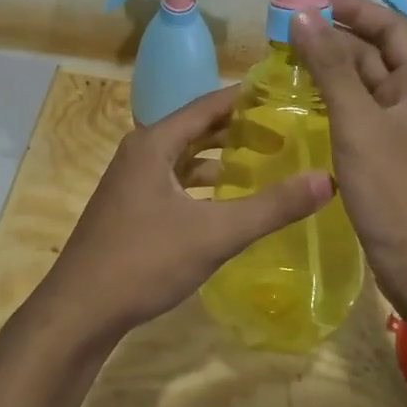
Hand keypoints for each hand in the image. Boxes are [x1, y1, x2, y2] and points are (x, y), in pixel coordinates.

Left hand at [41, 85, 333, 342]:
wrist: (78, 312)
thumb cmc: (143, 262)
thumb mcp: (215, 234)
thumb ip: (272, 207)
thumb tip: (328, 179)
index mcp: (154, 143)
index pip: (209, 104)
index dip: (247, 98)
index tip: (286, 94)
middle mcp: (140, 152)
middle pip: (197, 128)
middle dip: (239, 128)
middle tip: (285, 131)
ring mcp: (131, 181)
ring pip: (184, 156)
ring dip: (220, 156)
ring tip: (264, 161)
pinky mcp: (130, 207)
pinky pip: (174, 180)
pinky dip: (202, 182)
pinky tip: (226, 200)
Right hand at [290, 0, 406, 318]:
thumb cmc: (396, 190)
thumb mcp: (358, 123)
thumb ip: (330, 68)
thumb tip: (303, 16)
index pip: (390, 26)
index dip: (352, 9)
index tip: (308, 2)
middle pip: (375, 53)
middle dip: (333, 39)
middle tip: (282, 35)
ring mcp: (402, 129)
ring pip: (364, 85)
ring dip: (330, 70)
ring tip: (283, 62)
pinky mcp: (387, 155)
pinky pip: (358, 114)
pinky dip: (332, 102)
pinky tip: (300, 103)